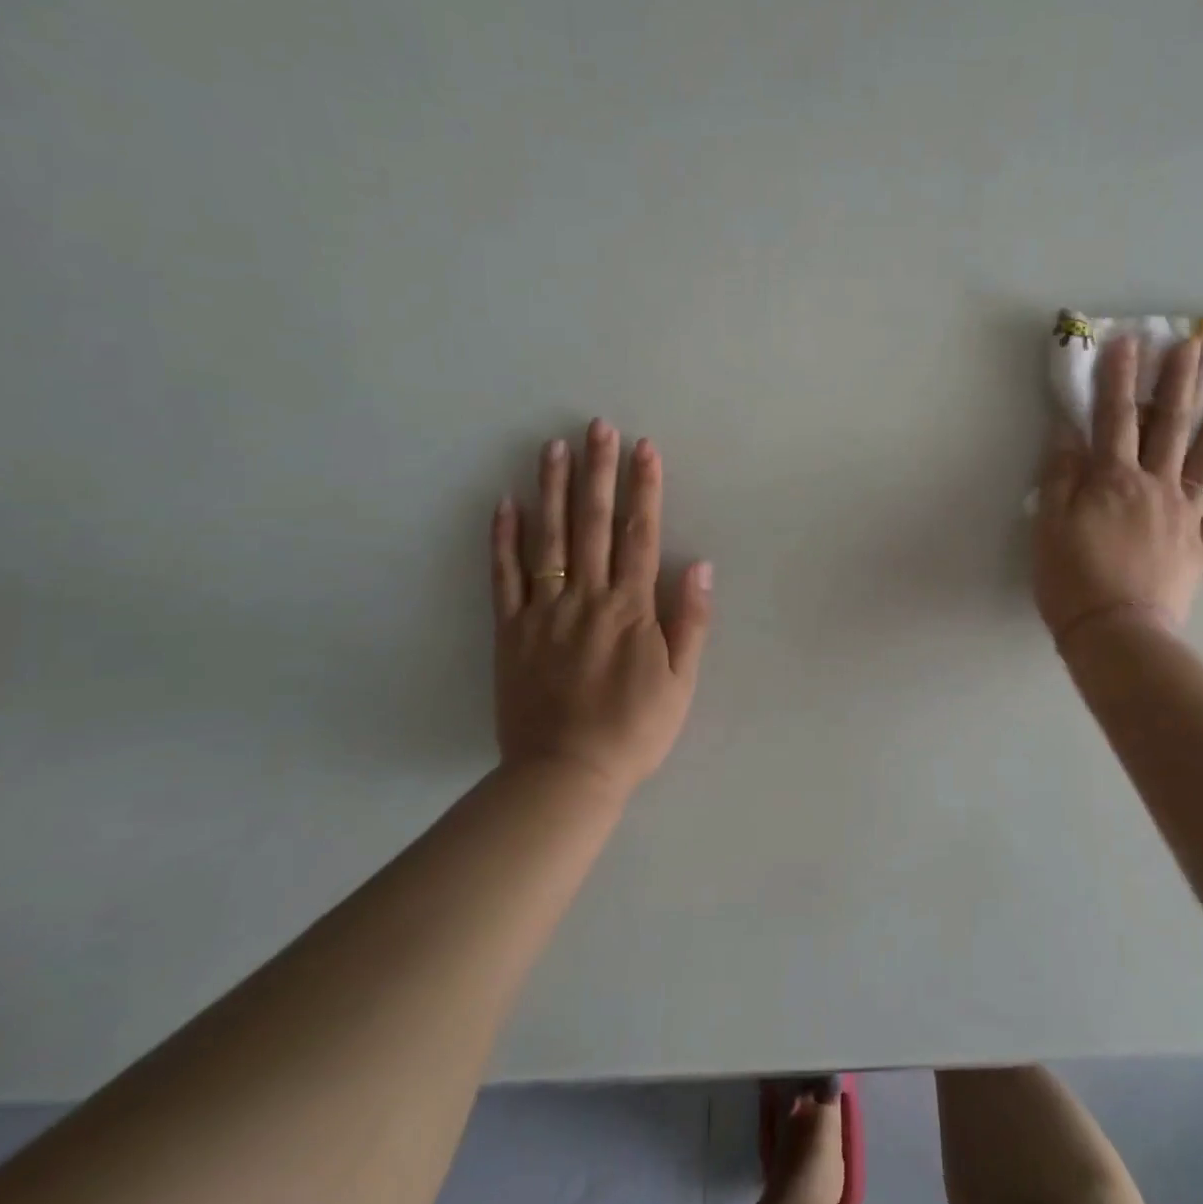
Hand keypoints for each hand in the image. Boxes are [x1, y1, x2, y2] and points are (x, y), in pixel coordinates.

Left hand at [490, 419, 712, 797]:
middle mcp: (586, 599)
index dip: (644, 489)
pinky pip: (504, 578)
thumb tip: (700, 564)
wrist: (565, 776)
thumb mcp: (681, 682)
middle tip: (597, 427)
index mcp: (630, 609)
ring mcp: (543, 613)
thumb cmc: (634, 730)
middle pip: (592, 524)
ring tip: (552, 447)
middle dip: (598, 472)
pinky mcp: (510, 632)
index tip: (644, 448)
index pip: (639, 534)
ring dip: (551, 489)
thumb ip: (690, 620)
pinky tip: (505, 503)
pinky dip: (503, 539)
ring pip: (547, 540)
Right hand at [1033, 335, 1202, 645]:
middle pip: (1169, 426)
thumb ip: (1060, 476)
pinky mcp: (1200, 545)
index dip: (1119, 378)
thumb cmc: (1072, 580)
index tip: (1128, 340)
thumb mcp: (1048, 525)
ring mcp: (1185, 515)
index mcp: (1113, 480)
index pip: (1114, 417)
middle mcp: (1156, 486)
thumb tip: (1068, 432)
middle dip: (1179, 382)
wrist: (1117, 635)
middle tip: (1194, 345)